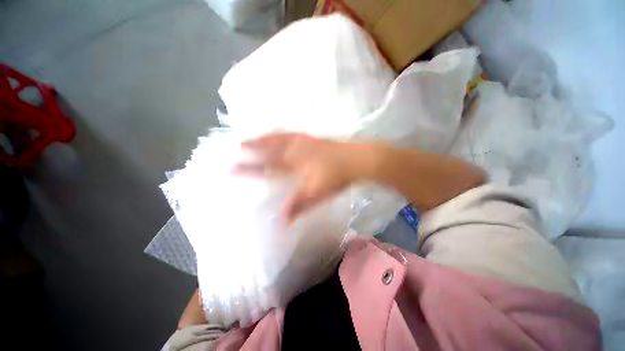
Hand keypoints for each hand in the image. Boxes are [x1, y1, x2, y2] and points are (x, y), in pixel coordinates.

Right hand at [234, 133, 366, 222]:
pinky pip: (291, 133)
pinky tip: (277, 132)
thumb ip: (298, 206)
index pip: (266, 168)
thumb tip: (281, 220)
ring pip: (278, 138)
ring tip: (250, 137)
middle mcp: (295, 151)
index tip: (231, 168)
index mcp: (294, 165)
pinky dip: (281, 132)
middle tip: (235, 146)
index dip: (249, 169)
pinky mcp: (311, 138)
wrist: (355, 160)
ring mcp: (303, 142)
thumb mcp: (316, 194)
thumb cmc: (336, 178)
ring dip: (263, 138)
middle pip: (269, 150)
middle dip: (251, 149)